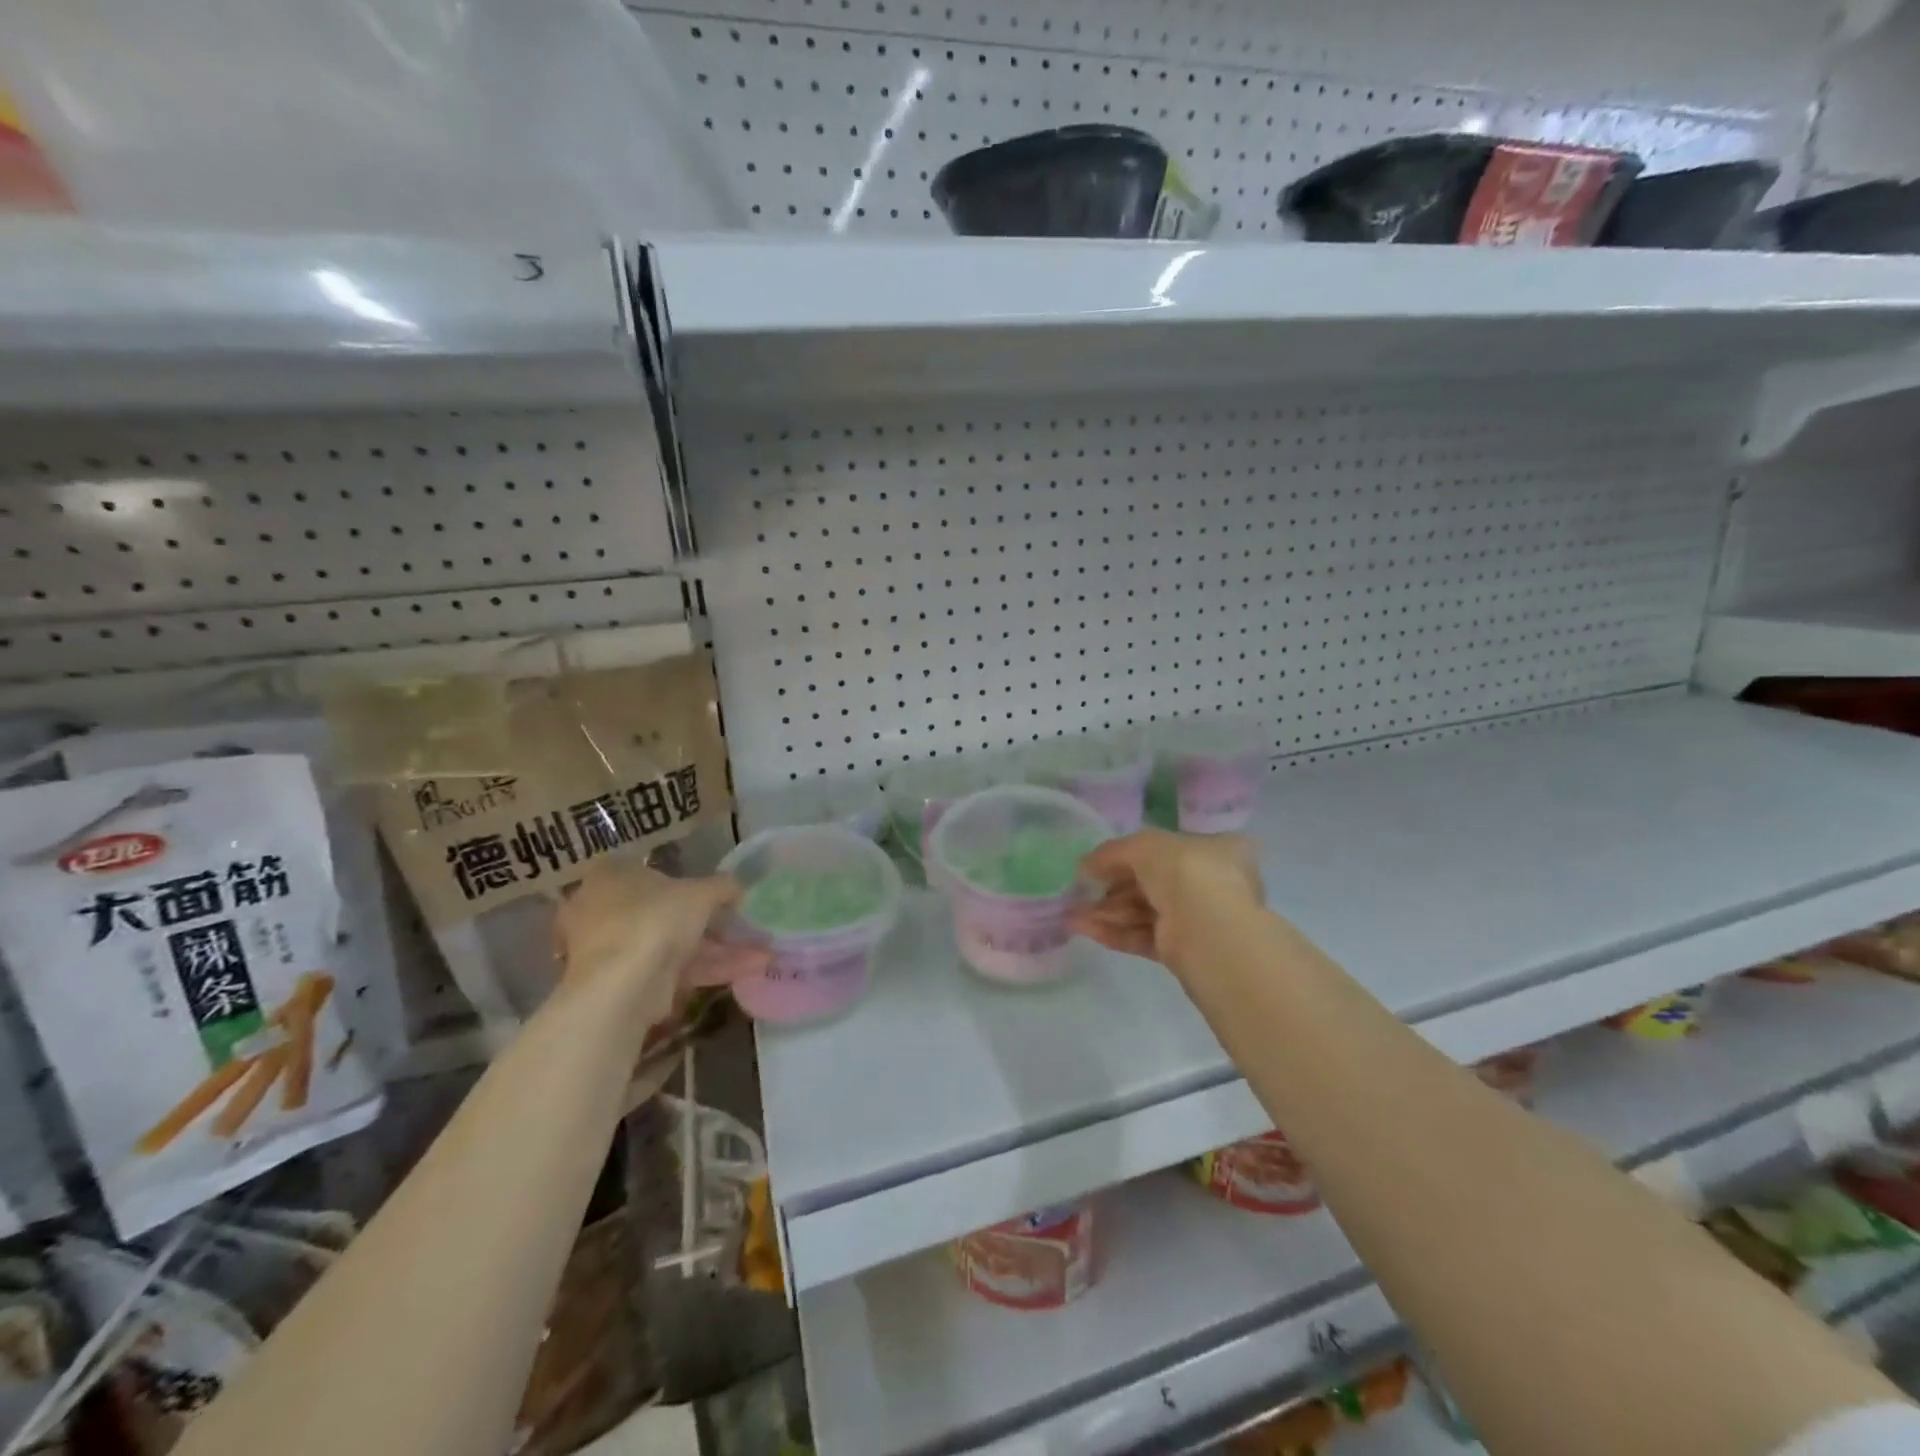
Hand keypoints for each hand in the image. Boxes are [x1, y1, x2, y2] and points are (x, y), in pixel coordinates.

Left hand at [555, 858, 766, 1029]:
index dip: (686, 880)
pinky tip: (751, 967)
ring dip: (719, 948)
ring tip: (764, 950)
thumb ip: (723, 886)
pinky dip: (710, 968)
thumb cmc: (654, 919)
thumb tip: (739, 887)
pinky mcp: (628, 983)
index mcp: (611, 876)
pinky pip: (675, 970)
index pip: (650, 871)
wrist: (621, 986)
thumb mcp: (700, 892)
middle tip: (742, 924)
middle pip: (665, 912)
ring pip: (675, 944)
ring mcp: (615, 950)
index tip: (717, 892)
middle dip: (710, 922)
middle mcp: (605, 910)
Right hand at [1070, 829, 1264, 968]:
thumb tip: (1085, 865)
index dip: (1130, 853)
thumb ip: (1113, 852)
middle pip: (1150, 881)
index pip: (1166, 849)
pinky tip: (1083, 928)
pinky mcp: (1182, 950)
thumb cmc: (1185, 872)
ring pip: (1143, 910)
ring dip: (1106, 911)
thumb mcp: (1144, 845)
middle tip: (1080, 890)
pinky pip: (1143, 936)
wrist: (1208, 931)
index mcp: (1214, 849)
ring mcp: (1197, 918)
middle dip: (1111, 886)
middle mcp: (1209, 883)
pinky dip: (1114, 932)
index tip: (1100, 862)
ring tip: (1072, 913)